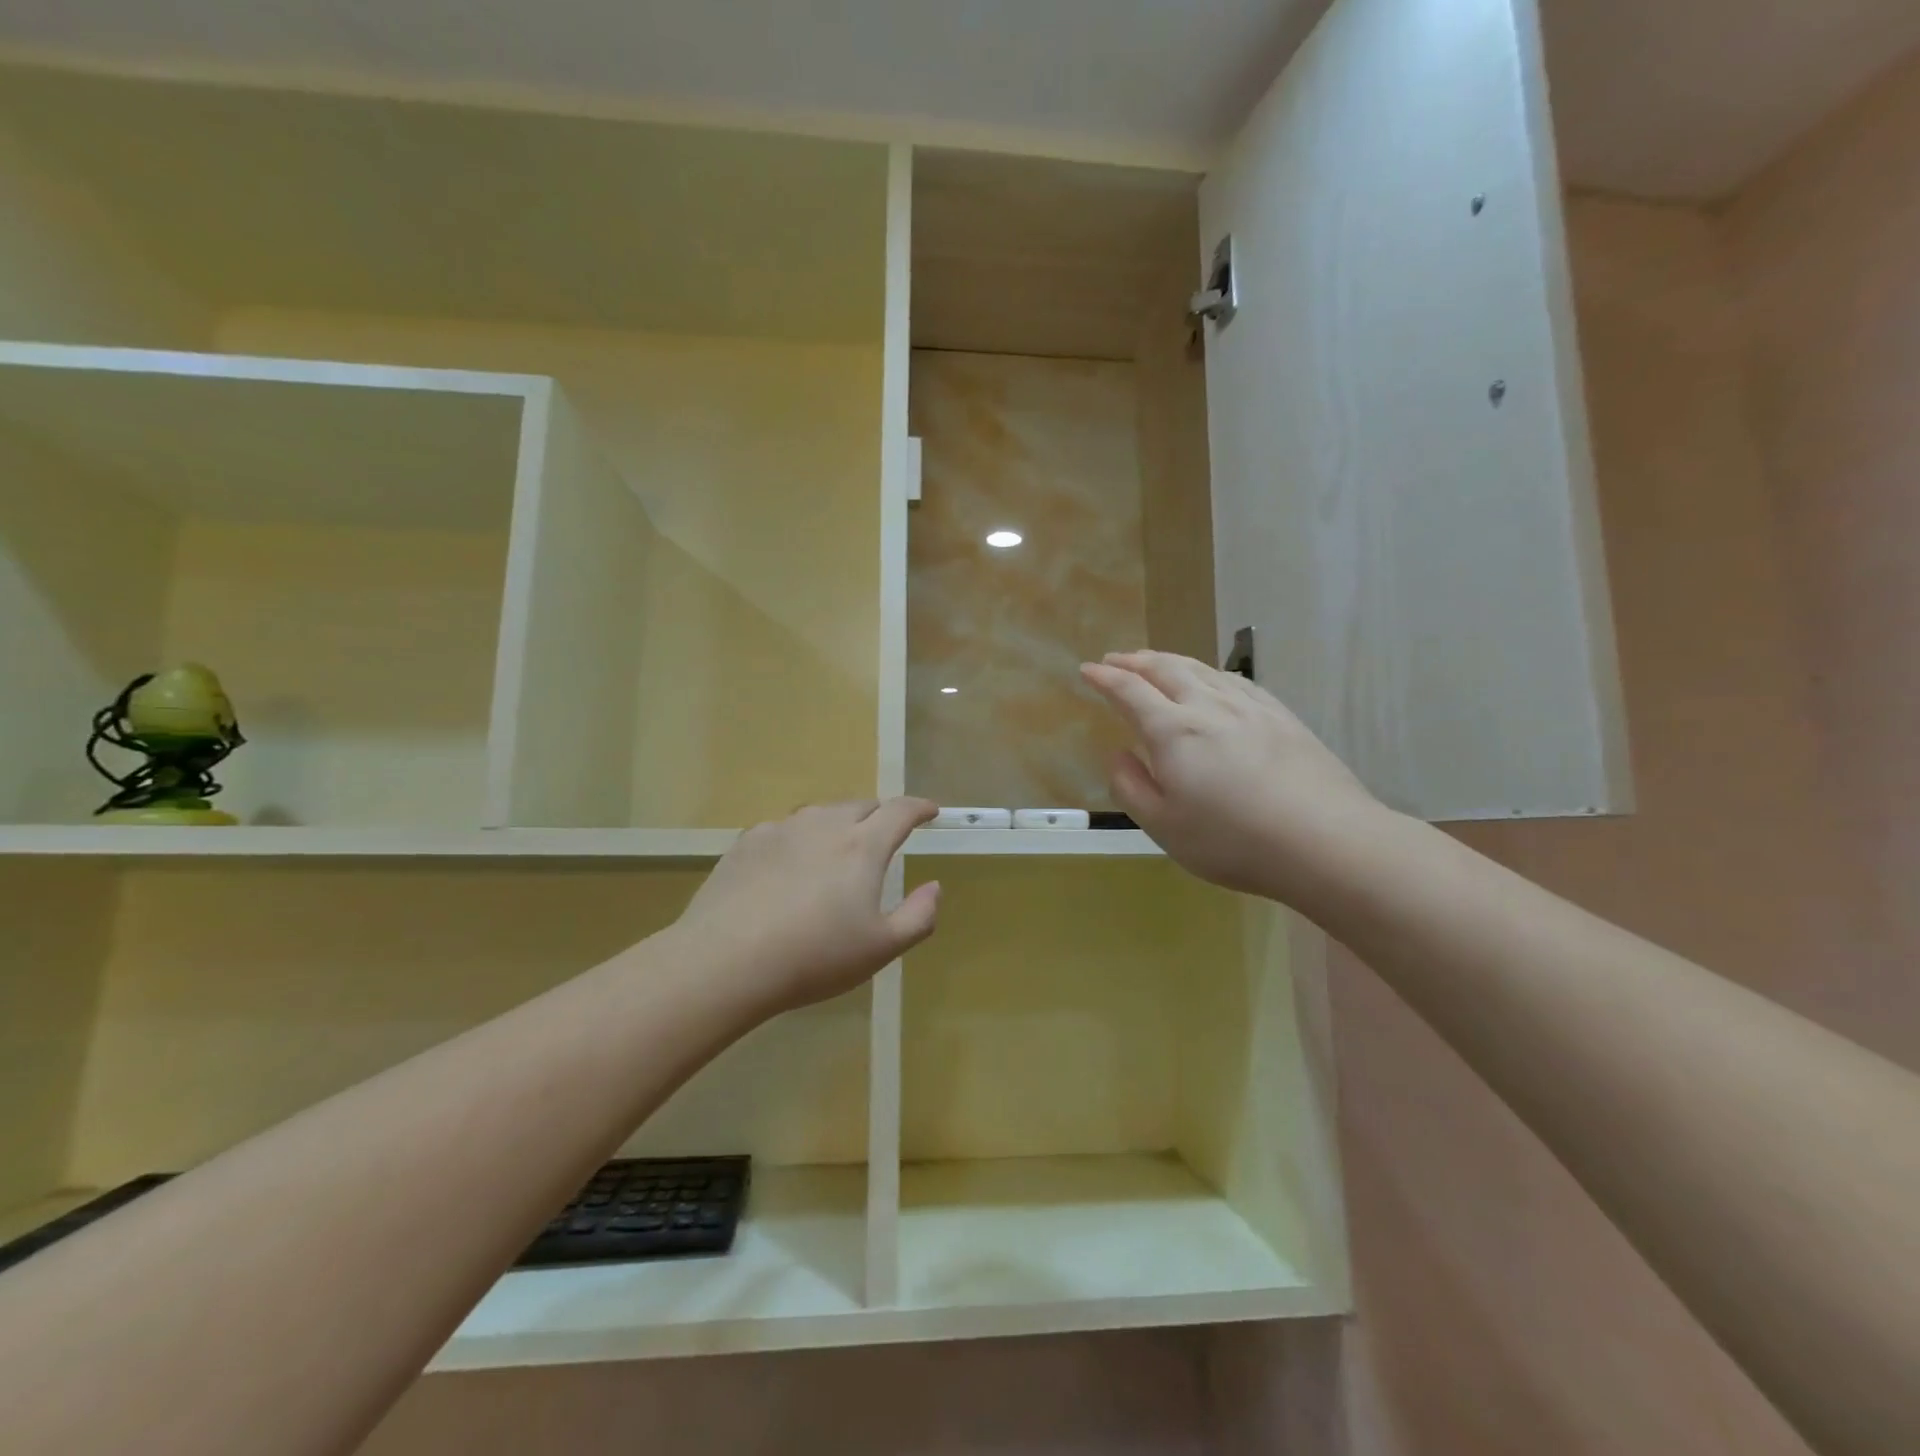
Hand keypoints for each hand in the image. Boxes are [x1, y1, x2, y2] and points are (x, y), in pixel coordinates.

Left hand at [671, 798, 940, 1014]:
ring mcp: (782, 830)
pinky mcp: (747, 842)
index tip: (930, 811)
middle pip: (861, 806)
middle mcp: (824, 825)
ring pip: (821, 814)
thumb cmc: (814, 957)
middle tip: (886, 836)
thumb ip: (919, 916)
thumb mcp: (881, 948)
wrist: (726, 961)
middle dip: (880, 815)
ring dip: (839, 823)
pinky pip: (784, 829)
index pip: (900, 811)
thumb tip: (934, 887)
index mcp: (863, 846)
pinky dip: (799, 838)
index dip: (919, 807)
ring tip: (838, 849)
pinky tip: (790, 865)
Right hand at [1080, 651, 1390, 902]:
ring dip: (1170, 660)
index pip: (1130, 692)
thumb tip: (1119, 754)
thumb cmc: (1233, 840)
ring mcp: (1250, 707)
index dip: (1105, 678)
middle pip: (1166, 669)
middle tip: (1116, 658)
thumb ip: (1132, 787)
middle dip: (1135, 660)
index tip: (1088, 670)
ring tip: (1155, 661)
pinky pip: (1235, 680)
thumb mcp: (1164, 827)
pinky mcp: (1282, 716)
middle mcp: (1208, 706)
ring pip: (1202, 669)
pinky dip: (1210, 672)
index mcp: (1173, 731)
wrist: (1325, 841)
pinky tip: (1212, 679)